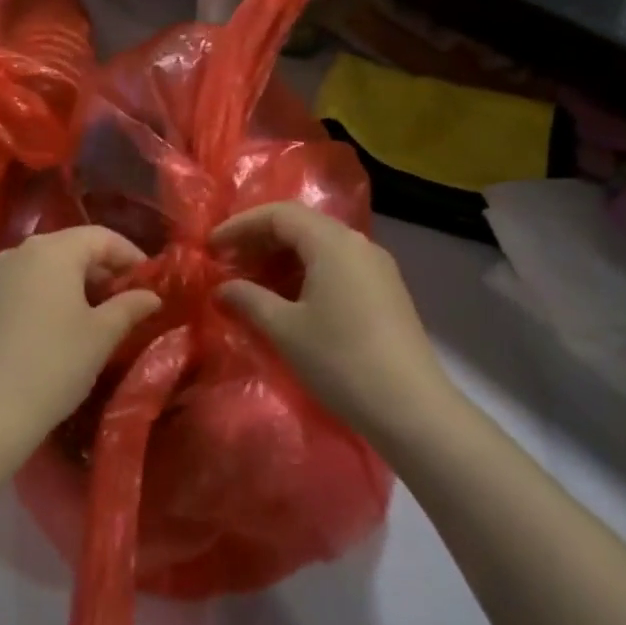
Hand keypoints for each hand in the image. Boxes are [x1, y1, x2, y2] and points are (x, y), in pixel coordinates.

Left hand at [0, 227, 160, 477]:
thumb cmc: (54, 365)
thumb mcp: (102, 336)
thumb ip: (130, 306)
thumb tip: (151, 295)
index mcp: (52, 250)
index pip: (101, 237)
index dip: (130, 254)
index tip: (151, 279)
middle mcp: (19, 251)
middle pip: (71, 247)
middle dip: (102, 269)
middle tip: (126, 298)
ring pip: (44, 266)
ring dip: (73, 282)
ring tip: (94, 313)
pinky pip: (22, 285)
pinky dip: (45, 294)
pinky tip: (56, 325)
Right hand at [213, 203, 453, 446]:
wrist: (413, 409)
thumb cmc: (341, 361)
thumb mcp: (285, 329)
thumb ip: (248, 299)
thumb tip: (222, 288)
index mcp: (332, 242)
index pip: (278, 214)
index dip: (240, 225)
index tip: (212, 246)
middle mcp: (357, 243)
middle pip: (300, 225)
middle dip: (260, 239)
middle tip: (228, 262)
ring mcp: (376, 266)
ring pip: (320, 246)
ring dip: (283, 258)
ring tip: (253, 282)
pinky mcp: (386, 291)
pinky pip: (338, 265)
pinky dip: (307, 272)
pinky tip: (290, 299)